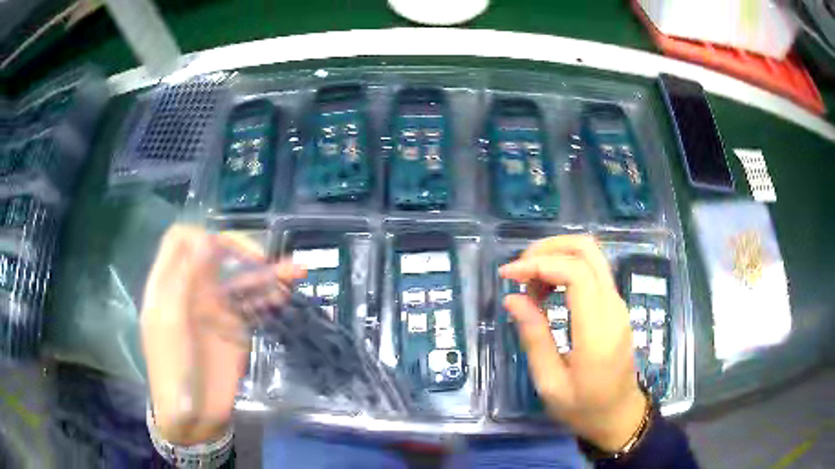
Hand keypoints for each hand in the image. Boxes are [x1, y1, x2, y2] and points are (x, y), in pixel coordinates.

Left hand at [140, 225, 304, 445]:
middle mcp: (193, 289)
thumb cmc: (172, 367)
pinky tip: (285, 295)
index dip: (200, 235)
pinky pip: (253, 305)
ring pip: (241, 280)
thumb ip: (184, 279)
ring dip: (265, 273)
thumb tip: (206, 238)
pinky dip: (269, 297)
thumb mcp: (170, 322)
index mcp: (170, 283)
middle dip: (240, 250)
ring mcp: (216, 309)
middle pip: (217, 255)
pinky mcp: (235, 328)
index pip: (181, 240)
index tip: (222, 250)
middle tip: (263, 259)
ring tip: (297, 271)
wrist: (193, 413)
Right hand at [500, 235, 646, 451]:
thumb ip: (534, 338)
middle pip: (587, 249)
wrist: (619, 415)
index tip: (508, 276)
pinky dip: (566, 268)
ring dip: (556, 257)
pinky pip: (592, 271)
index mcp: (598, 330)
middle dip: (548, 249)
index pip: (576, 273)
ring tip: (530, 286)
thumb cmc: (584, 407)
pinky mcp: (615, 305)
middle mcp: (613, 306)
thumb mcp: (550, 383)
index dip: (539, 264)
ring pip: (591, 255)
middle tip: (520, 271)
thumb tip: (513, 298)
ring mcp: (618, 302)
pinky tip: (548, 291)